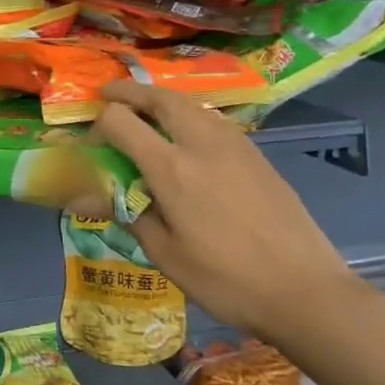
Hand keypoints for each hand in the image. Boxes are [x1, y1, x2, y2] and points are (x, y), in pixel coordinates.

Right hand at [87, 82, 364, 343]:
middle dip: (130, 92)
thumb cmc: (225, 279)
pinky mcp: (257, 156)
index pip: (121, 121)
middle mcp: (202, 143)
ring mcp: (235, 146)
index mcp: (171, 168)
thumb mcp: (164, 253)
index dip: (98, 126)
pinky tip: (187, 138)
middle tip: (109, 95)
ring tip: (146, 111)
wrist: (305, 292)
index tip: (91, 145)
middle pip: (160, 98)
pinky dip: (189, 115)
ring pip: (192, 104)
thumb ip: (124, 214)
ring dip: (162, 100)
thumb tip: (79, 199)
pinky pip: (214, 120)